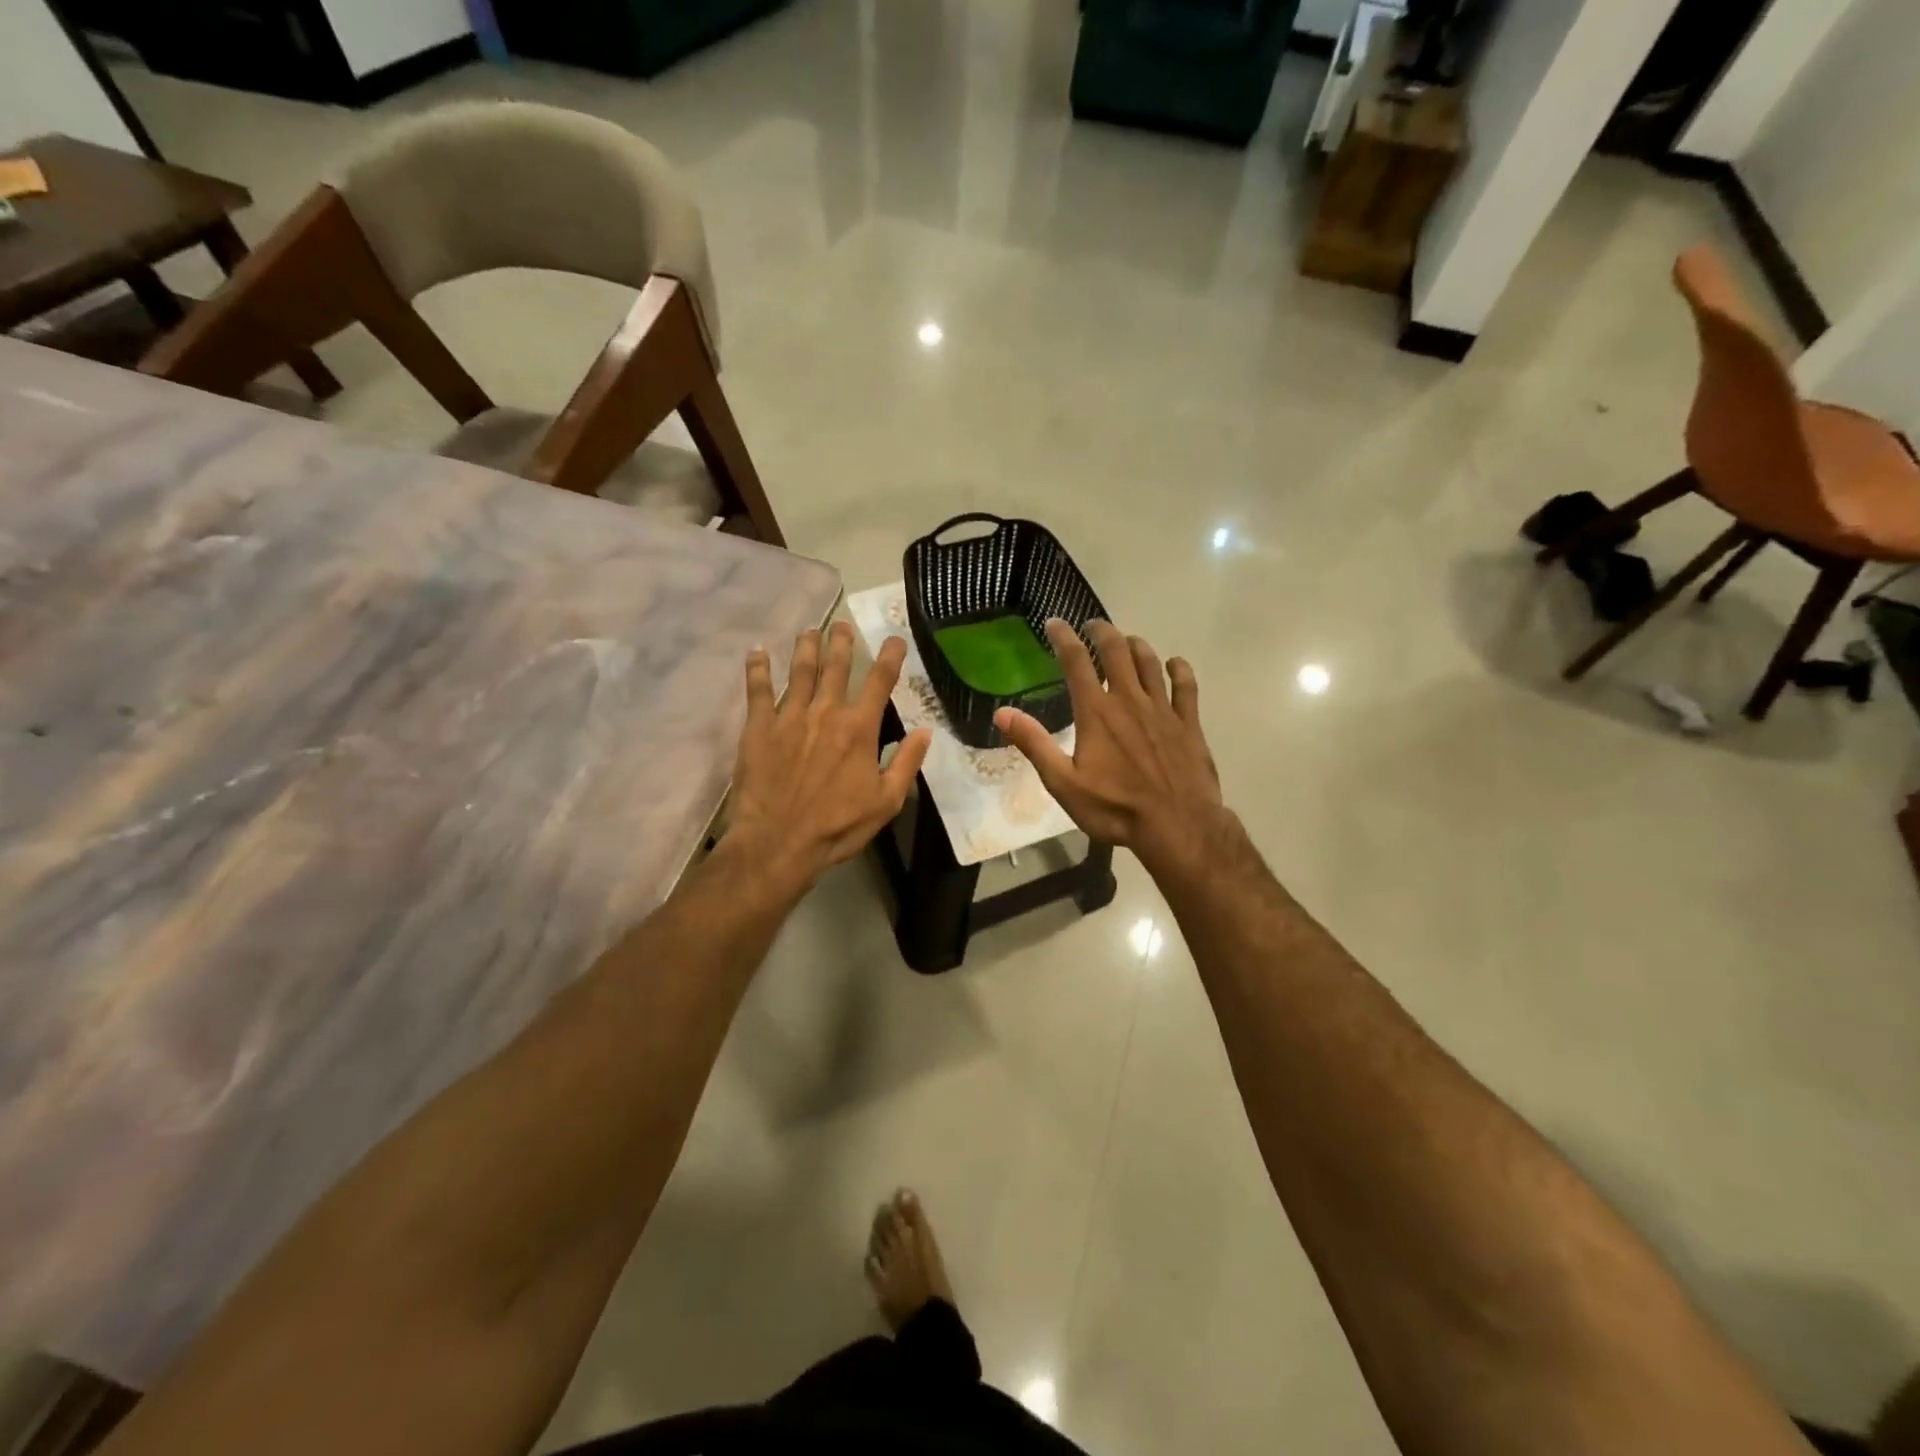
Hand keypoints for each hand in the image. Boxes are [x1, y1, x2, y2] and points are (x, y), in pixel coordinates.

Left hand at [728, 621, 931, 889]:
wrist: (778, 842)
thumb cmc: (837, 826)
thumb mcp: (886, 801)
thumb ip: (906, 763)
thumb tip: (925, 731)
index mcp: (859, 728)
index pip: (879, 682)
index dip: (890, 657)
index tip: (894, 639)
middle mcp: (825, 712)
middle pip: (836, 667)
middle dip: (842, 642)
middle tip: (842, 625)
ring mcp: (789, 717)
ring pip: (800, 671)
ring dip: (806, 647)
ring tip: (810, 630)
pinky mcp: (758, 728)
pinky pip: (757, 690)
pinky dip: (757, 668)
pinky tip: (757, 651)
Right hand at [995, 620, 1227, 877]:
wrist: (1177, 826)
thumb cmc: (1115, 808)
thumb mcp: (1063, 783)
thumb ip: (1035, 744)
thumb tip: (1002, 713)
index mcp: (1096, 712)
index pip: (1076, 662)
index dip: (1064, 637)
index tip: (1054, 622)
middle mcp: (1129, 700)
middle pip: (1117, 651)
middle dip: (1102, 631)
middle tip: (1093, 625)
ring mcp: (1163, 709)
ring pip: (1150, 662)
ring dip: (1136, 645)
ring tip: (1127, 640)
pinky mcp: (1189, 723)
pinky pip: (1186, 686)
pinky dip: (1178, 669)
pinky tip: (1174, 664)